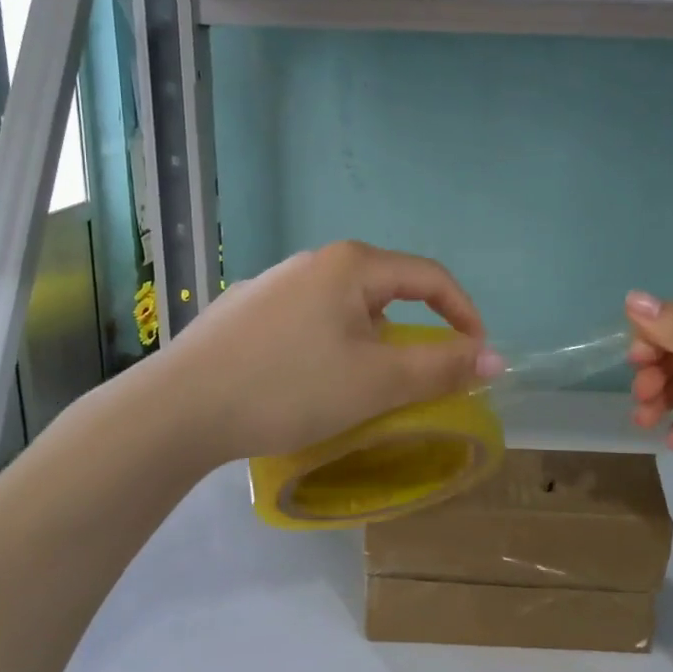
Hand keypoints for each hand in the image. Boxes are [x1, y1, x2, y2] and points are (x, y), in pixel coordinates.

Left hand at [151, 241, 502, 463]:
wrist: (177, 409)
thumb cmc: (290, 387)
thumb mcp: (377, 382)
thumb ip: (442, 368)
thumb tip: (495, 359)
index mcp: (351, 265)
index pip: (430, 277)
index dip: (463, 314)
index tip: (476, 356)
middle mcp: (313, 262)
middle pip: (387, 291)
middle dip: (415, 332)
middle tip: (420, 378)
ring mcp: (274, 285)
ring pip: (346, 309)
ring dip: (372, 343)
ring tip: (364, 386)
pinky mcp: (246, 312)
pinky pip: (310, 322)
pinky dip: (332, 347)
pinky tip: (309, 382)